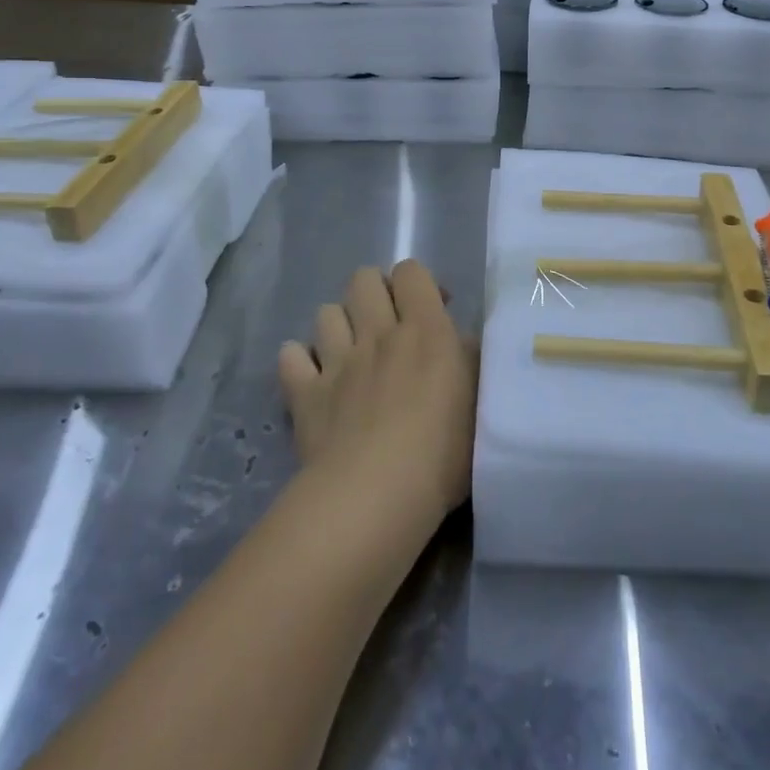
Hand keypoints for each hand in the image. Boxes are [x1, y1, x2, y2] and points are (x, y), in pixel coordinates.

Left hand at [277, 260, 475, 529]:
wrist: (375, 497)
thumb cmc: (442, 453)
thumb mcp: (479, 403)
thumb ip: (469, 361)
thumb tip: (459, 340)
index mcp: (424, 329)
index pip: (411, 271)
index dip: (418, 283)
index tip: (432, 311)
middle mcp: (377, 333)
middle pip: (363, 279)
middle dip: (374, 292)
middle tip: (389, 325)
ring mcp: (336, 361)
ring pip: (326, 312)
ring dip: (339, 324)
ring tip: (351, 351)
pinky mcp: (304, 394)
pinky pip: (290, 355)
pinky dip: (300, 360)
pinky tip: (313, 377)